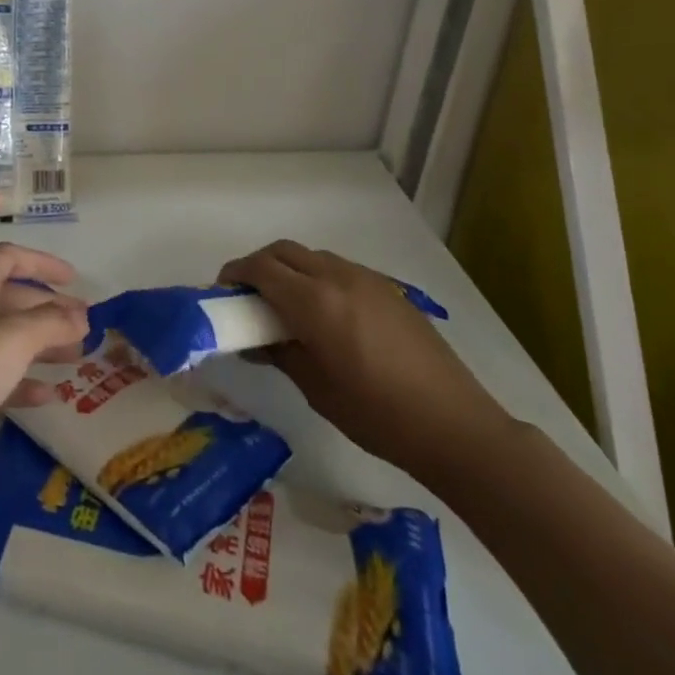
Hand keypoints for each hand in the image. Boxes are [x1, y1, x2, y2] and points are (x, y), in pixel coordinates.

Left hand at [0, 244, 89, 498]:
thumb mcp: (12, 337)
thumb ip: (51, 323)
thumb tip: (81, 317)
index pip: (8, 258)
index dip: (43, 264)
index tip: (76, 280)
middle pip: (7, 301)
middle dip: (48, 312)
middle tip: (84, 331)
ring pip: (1, 342)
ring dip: (38, 348)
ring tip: (75, 363)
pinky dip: (19, 383)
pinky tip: (46, 398)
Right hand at [219, 240, 513, 481]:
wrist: (453, 423)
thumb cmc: (377, 415)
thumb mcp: (316, 389)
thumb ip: (280, 353)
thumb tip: (253, 341)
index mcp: (315, 302)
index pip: (261, 268)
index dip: (236, 274)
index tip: (222, 292)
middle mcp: (338, 277)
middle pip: (284, 251)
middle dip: (258, 265)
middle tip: (246, 296)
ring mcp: (367, 279)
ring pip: (312, 256)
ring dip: (289, 269)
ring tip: (282, 306)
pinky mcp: (388, 289)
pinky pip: (338, 269)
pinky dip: (316, 277)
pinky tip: (322, 313)